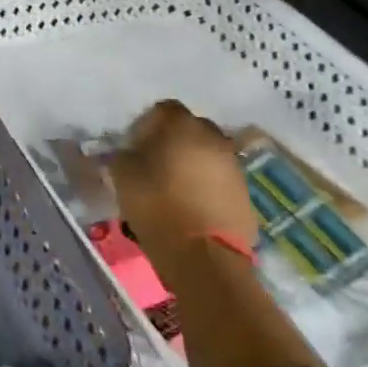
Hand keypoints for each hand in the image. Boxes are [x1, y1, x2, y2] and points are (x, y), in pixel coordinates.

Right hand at [108, 101, 257, 270]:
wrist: (204, 258)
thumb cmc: (157, 206)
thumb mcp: (122, 174)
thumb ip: (124, 154)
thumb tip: (129, 152)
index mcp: (183, 126)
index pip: (164, 109)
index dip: (147, 124)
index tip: (135, 145)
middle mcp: (214, 139)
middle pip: (190, 128)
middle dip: (173, 140)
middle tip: (154, 162)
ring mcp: (234, 167)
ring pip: (207, 154)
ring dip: (191, 163)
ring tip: (173, 186)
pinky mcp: (245, 194)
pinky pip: (219, 179)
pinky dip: (206, 184)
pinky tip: (190, 204)